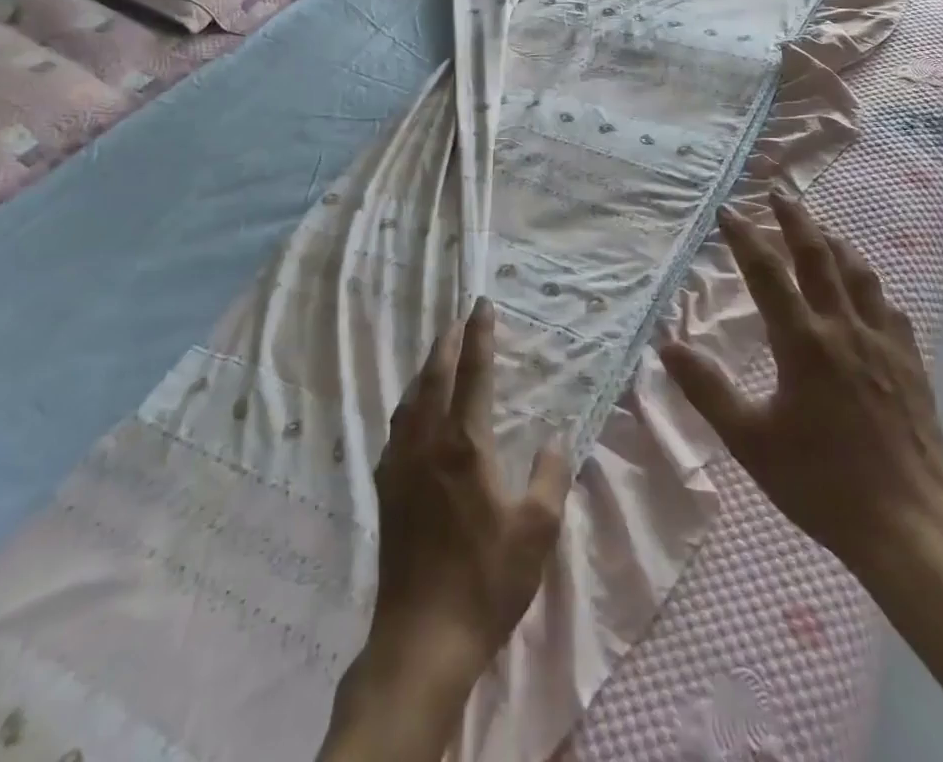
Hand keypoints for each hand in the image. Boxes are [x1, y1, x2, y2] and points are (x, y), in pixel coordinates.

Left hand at [320, 298, 570, 761]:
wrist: (422, 638)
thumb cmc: (486, 580)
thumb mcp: (536, 530)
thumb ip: (550, 475)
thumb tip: (555, 434)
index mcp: (465, 444)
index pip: (473, 373)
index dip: (479, 335)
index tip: (483, 304)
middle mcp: (427, 442)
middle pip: (434, 375)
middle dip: (447, 341)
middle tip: (460, 319)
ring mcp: (401, 464)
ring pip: (411, 398)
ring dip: (426, 369)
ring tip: (440, 354)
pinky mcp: (387, 488)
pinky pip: (398, 426)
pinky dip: (411, 402)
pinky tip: (417, 411)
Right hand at [661, 192, 942, 616]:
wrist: (908, 527)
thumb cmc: (820, 484)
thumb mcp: (750, 441)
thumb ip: (707, 390)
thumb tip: (668, 345)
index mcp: (803, 343)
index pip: (768, 273)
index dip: (745, 238)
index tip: (729, 211)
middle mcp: (844, 330)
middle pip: (819, 257)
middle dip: (795, 220)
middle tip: (778, 194)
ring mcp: (883, 344)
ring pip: (859, 275)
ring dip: (836, 244)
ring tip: (821, 230)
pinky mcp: (911, 364)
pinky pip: (889, 308)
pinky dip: (870, 287)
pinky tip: (867, 291)